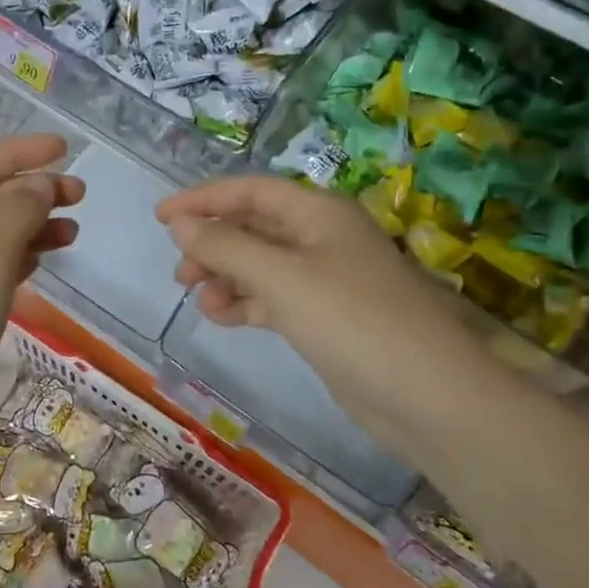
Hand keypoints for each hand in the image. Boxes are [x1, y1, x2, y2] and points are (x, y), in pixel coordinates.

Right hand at [156, 176, 487, 432]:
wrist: (428, 396)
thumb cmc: (352, 320)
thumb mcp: (280, 277)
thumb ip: (225, 247)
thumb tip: (180, 223)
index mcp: (318, 212)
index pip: (251, 191)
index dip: (203, 199)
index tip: (161, 217)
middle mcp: (322, 238)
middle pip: (254, 227)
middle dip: (213, 243)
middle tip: (180, 272)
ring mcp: (327, 280)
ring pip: (261, 265)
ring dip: (226, 276)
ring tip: (199, 299)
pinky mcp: (327, 318)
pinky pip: (274, 298)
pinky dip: (246, 303)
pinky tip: (223, 316)